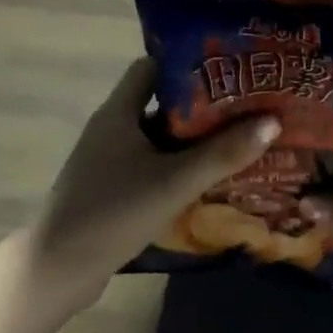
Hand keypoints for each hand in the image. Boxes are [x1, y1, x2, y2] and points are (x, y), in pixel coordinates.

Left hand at [29, 58, 278, 308]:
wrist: (60, 268)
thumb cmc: (115, 213)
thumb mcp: (174, 181)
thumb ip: (223, 153)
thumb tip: (272, 121)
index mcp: (118, 112)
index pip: (153, 68)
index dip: (190, 64)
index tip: (231, 69)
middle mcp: (112, 129)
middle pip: (161, 104)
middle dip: (204, 106)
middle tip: (249, 107)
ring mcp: (110, 161)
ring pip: (160, 139)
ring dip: (195, 140)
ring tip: (242, 139)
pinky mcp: (113, 189)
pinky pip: (154, 166)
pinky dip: (180, 167)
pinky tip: (212, 179)